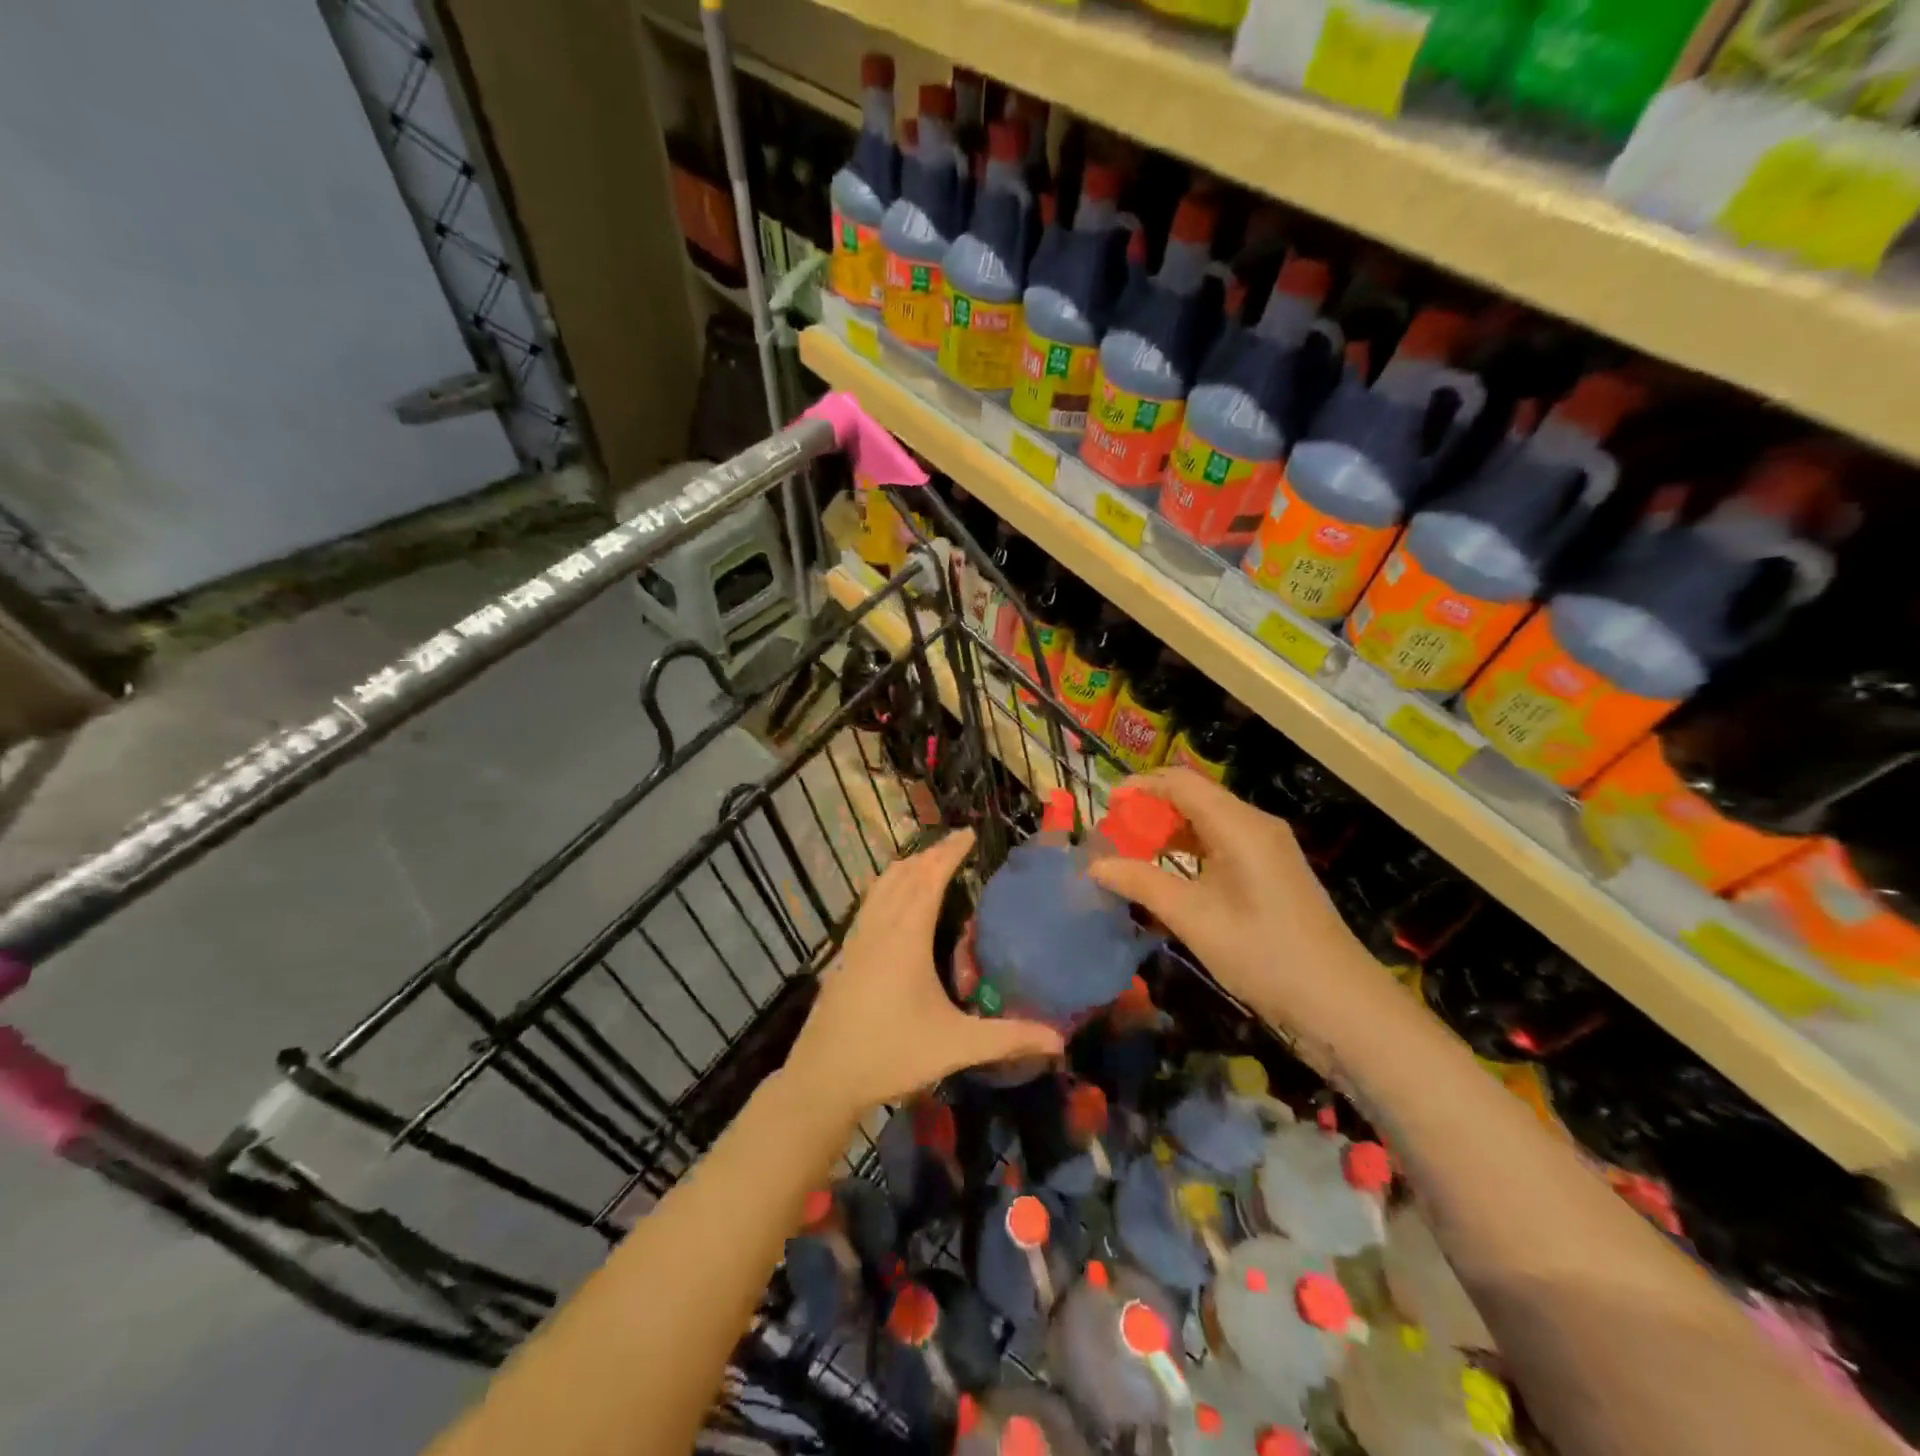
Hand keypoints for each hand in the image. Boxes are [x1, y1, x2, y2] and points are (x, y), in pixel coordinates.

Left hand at [784, 829, 1063, 1120]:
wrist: (823, 1076)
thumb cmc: (891, 1054)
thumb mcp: (955, 1046)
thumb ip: (1008, 1038)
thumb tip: (1060, 1040)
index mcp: (907, 936)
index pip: (930, 878)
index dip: (949, 852)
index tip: (968, 833)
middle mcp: (881, 927)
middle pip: (905, 875)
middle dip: (931, 854)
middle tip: (956, 845)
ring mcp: (857, 938)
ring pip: (882, 885)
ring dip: (906, 867)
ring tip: (927, 862)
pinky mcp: (845, 953)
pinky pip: (868, 903)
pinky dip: (886, 886)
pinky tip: (890, 901)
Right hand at [1090, 769, 1394, 1038]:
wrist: (1340, 1003)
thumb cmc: (1263, 954)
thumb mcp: (1193, 919)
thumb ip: (1141, 884)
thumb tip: (1094, 866)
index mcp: (1239, 825)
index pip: (1181, 783)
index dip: (1140, 786)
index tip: (1106, 804)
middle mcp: (1255, 825)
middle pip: (1195, 797)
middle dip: (1151, 809)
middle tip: (1115, 834)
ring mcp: (1268, 848)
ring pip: (1209, 821)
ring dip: (1170, 830)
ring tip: (1133, 853)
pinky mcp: (1272, 871)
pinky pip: (1223, 843)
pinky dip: (1191, 850)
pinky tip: (1171, 875)